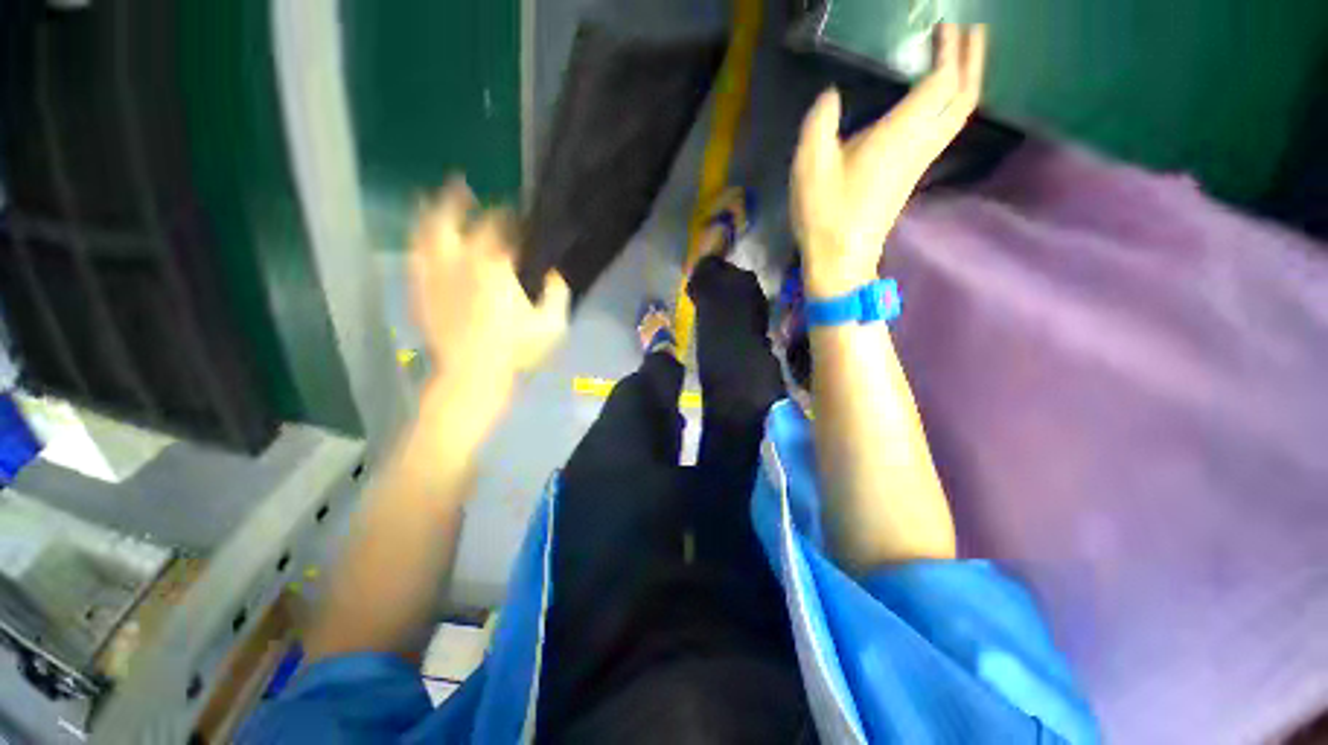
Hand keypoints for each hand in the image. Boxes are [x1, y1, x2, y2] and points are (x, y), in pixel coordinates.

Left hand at [409, 178, 568, 411]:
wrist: (472, 371)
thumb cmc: (515, 348)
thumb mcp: (551, 324)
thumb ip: (557, 292)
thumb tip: (553, 272)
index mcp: (494, 265)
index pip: (501, 226)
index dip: (509, 215)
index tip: (516, 212)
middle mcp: (459, 260)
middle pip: (454, 215)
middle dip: (459, 197)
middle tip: (463, 185)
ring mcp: (435, 273)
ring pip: (426, 230)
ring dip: (431, 211)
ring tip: (434, 199)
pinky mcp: (421, 290)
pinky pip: (415, 256)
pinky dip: (419, 242)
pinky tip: (422, 239)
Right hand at [791, 24, 987, 298]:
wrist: (840, 258)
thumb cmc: (825, 213)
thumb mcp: (809, 166)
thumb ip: (820, 123)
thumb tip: (829, 96)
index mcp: (898, 135)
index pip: (942, 82)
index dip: (950, 49)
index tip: (946, 24)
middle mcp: (919, 145)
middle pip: (964, 98)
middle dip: (973, 60)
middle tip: (970, 31)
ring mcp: (918, 162)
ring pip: (959, 116)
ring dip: (966, 82)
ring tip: (960, 57)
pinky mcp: (910, 176)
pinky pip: (944, 131)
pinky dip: (951, 106)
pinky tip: (938, 100)